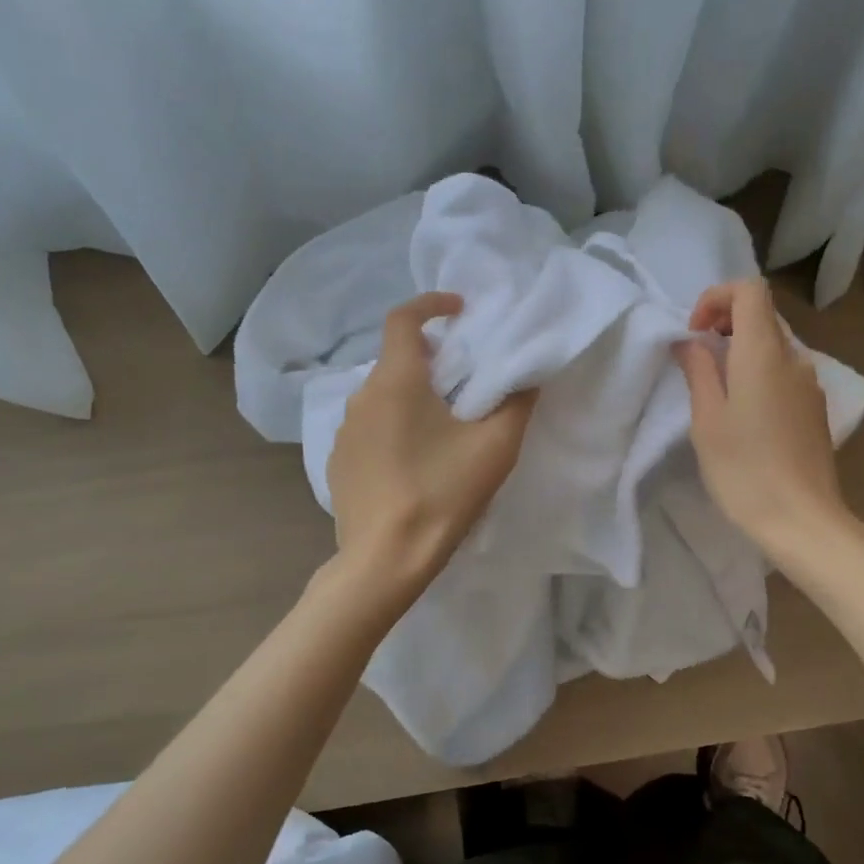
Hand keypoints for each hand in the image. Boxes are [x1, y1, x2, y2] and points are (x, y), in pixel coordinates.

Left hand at [327, 293, 536, 592]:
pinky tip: (413, 461)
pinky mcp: (337, 463)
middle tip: (462, 378)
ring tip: (441, 425)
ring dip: (410, 396)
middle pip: (395, 359)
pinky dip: (392, 427)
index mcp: (396, 381)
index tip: (458, 310)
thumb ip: (516, 403)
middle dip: (429, 358)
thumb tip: (526, 377)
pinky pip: (369, 428)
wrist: (385, 559)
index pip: (403, 319)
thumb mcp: (495, 447)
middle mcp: (361, 397)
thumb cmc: (442, 494)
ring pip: (381, 396)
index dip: (431, 304)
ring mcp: (343, 432)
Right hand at [674, 278, 849, 561]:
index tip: (695, 333)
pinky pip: (784, 372)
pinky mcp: (816, 409)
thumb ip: (698, 371)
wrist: (803, 520)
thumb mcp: (707, 420)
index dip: (716, 298)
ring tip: (717, 392)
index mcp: (764, 353)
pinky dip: (759, 374)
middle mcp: (794, 359)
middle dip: (724, 324)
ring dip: (741, 352)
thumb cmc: (745, 470)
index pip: (749, 290)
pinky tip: (745, 415)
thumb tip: (689, 342)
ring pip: (773, 345)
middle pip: (762, 315)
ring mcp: (811, 384)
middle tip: (697, 360)